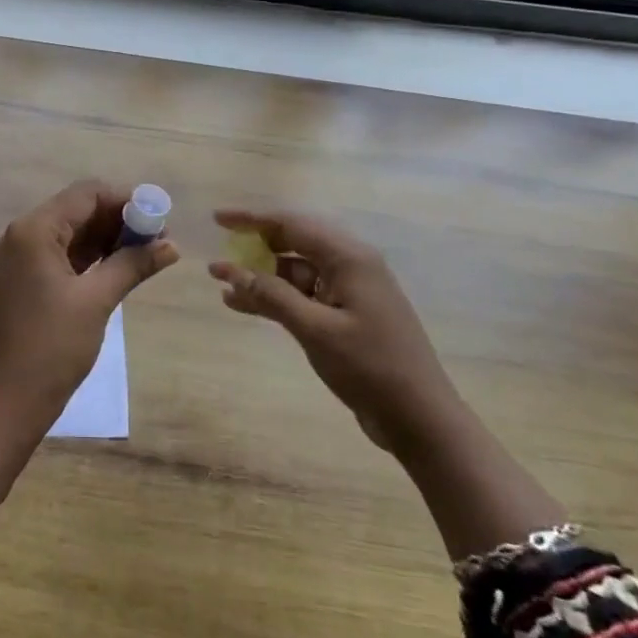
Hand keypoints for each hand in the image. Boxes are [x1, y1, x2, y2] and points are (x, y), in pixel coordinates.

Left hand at [0, 180, 178, 419]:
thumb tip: (172, 245)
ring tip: (146, 253)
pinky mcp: (19, 281)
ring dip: (105, 239)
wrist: (8, 401)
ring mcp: (16, 259)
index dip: (124, 200)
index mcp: (33, 231)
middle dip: (117, 220)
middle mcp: (19, 236)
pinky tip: (118, 267)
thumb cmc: (52, 346)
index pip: (85, 194)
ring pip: (68, 234)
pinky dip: (87, 258)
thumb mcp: (97, 300)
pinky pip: (57, 256)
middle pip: (76, 211)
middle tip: (158, 238)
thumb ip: (133, 264)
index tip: (158, 217)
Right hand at [208, 209, 458, 455]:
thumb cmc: (370, 367)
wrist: (419, 418)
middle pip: (294, 242)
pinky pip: (303, 296)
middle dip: (254, 245)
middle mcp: (350, 265)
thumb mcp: (315, 330)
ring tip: (221, 284)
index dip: (252, 219)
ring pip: (295, 272)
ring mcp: (349, 291)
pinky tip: (242, 305)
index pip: (292, 224)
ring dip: (260, 276)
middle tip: (219, 249)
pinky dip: (275, 298)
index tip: (217, 219)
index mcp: (349, 258)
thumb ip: (272, 296)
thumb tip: (230, 271)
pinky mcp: (346, 316)